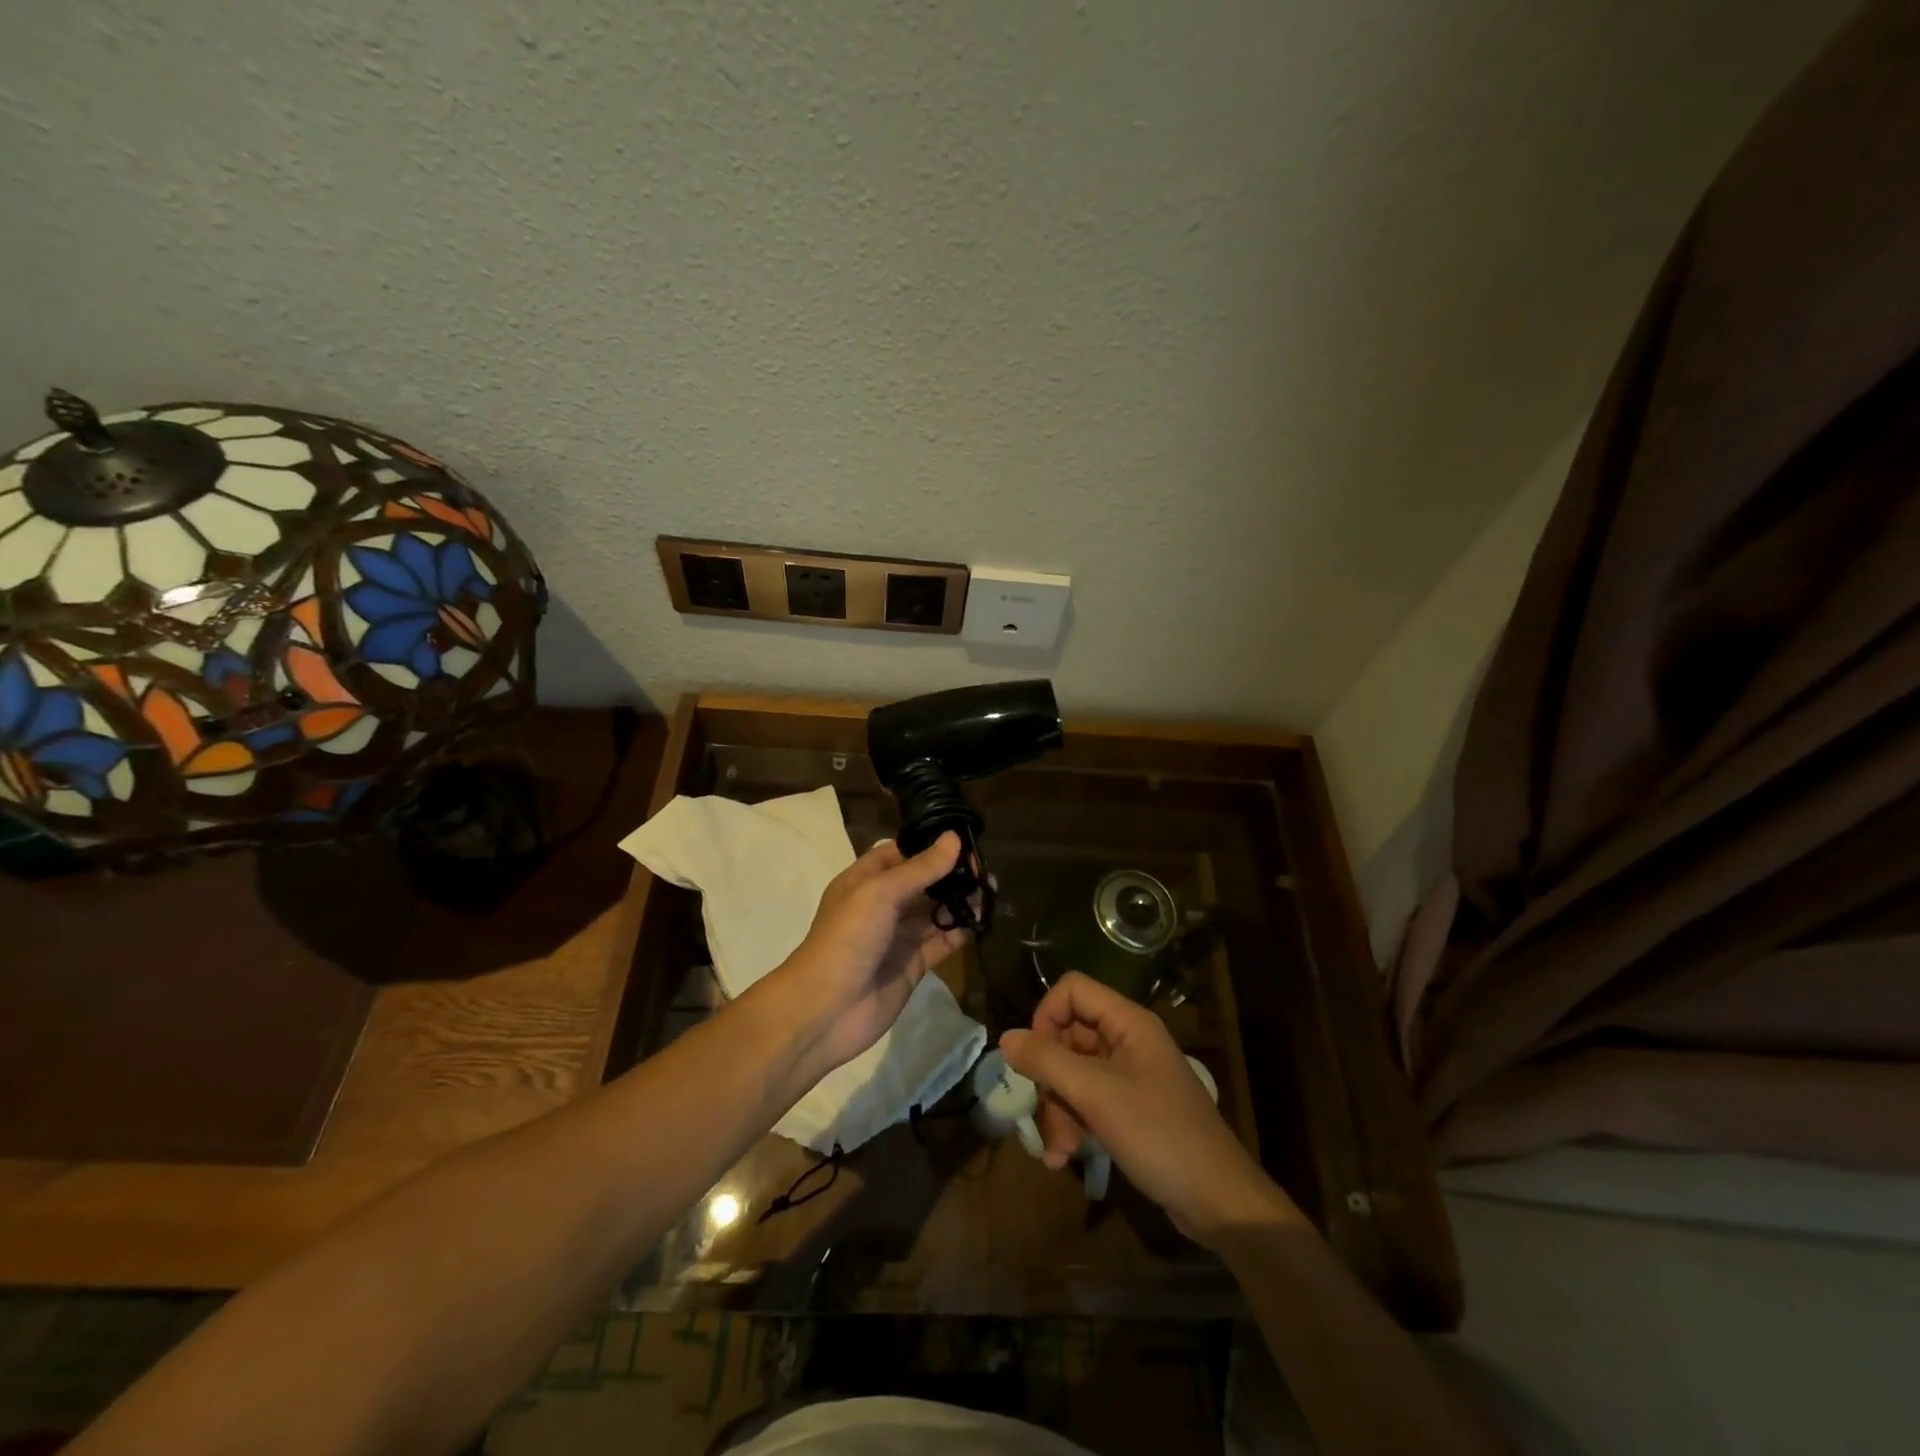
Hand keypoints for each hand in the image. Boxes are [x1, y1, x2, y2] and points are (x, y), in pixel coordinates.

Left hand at [761, 832, 971, 1082]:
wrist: (826, 1010)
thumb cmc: (846, 939)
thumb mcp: (880, 893)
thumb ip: (920, 868)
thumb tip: (954, 838)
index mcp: (864, 880)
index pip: (901, 853)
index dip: (930, 846)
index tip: (964, 841)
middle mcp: (882, 905)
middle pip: (923, 882)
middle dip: (951, 874)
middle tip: (984, 870)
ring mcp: (898, 936)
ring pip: (935, 911)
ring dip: (960, 901)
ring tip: (991, 892)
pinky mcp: (913, 965)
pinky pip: (941, 942)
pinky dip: (960, 931)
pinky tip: (981, 921)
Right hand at [1000, 972, 1294, 1245]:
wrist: (1218, 1200)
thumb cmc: (1159, 1134)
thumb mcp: (1096, 1095)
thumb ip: (1047, 1062)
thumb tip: (1006, 1038)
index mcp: (1128, 1023)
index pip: (1073, 991)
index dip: (1046, 1016)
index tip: (1033, 1056)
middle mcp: (1128, 1041)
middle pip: (1069, 1035)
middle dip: (1049, 1076)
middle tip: (1040, 1113)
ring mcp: (1131, 1076)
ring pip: (1075, 1073)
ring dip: (1057, 1108)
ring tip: (1055, 1151)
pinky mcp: (1131, 1108)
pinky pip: (1090, 1100)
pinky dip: (1073, 1124)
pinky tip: (1062, 1159)